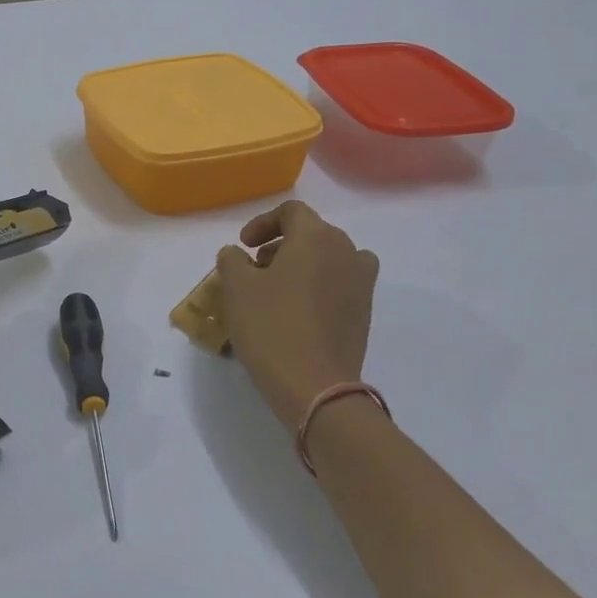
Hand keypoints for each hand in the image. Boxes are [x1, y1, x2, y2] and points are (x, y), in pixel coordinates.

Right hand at [216, 201, 378, 432]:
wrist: (315, 385)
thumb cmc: (271, 327)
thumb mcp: (236, 288)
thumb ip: (232, 260)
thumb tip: (237, 253)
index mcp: (316, 237)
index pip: (291, 212)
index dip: (262, 223)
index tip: (243, 246)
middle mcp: (347, 251)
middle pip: (312, 234)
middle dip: (280, 245)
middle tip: (255, 269)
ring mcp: (362, 283)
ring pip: (329, 259)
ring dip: (301, 266)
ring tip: (276, 290)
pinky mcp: (364, 312)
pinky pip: (339, 285)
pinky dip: (318, 287)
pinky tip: (296, 312)